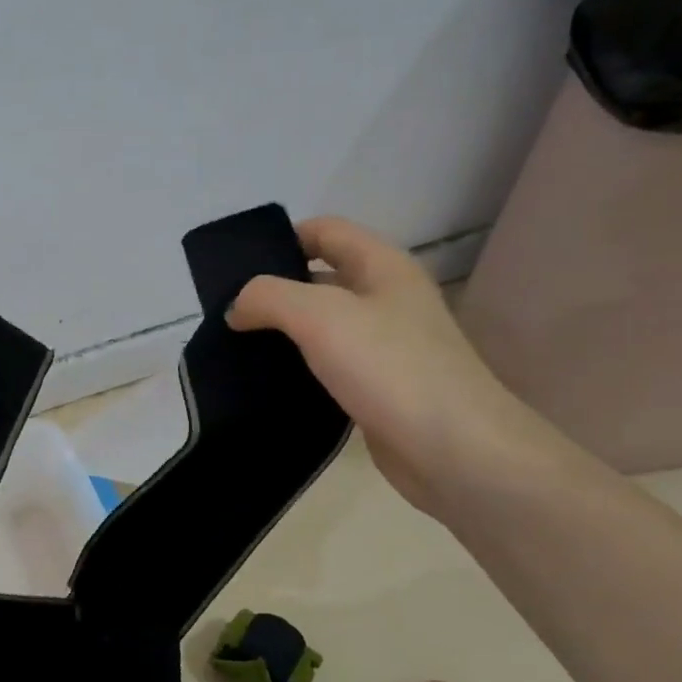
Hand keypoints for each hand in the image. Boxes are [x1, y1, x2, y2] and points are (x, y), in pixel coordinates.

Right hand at [228, 217, 542, 514]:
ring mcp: (385, 345)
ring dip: (283, 332)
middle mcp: (386, 298)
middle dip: (274, 289)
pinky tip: (269, 382)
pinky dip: (299, 367)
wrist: (453, 450)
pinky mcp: (377, 386)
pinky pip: (329, 364)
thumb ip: (269, 298)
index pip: (324, 230)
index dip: (281, 239)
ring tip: (237, 346)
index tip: (236, 267)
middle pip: (320, 277)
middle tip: (227, 311)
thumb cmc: (389, 368)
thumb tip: (236, 307)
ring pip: (322, 325)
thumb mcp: (320, 316)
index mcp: (382, 266)